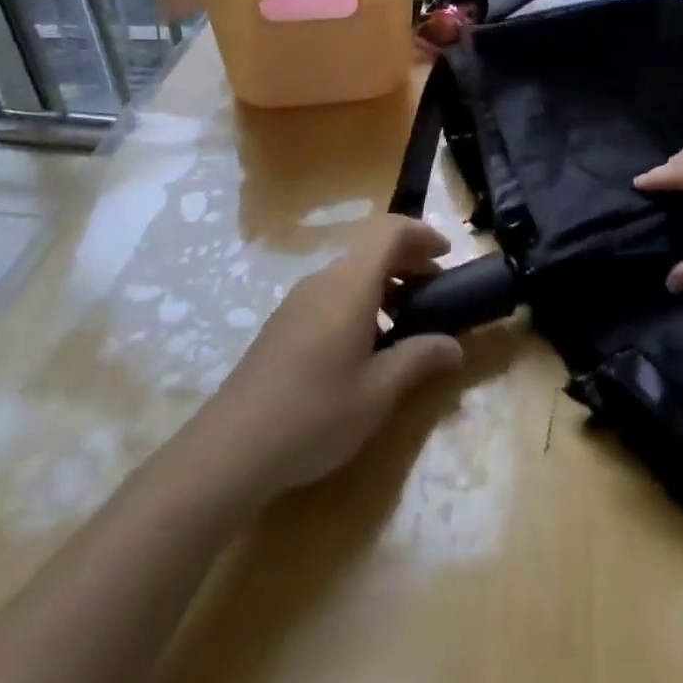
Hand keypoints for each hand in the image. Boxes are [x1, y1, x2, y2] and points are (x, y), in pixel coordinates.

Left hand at [196, 217, 463, 499]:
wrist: (229, 451)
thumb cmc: (315, 414)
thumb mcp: (379, 392)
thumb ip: (420, 359)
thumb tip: (454, 346)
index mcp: (350, 285)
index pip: (389, 231)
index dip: (422, 235)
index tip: (446, 257)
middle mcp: (323, 281)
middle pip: (371, 250)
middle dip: (408, 263)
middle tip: (434, 295)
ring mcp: (297, 302)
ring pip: (350, 274)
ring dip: (384, 285)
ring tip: (404, 326)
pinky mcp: (282, 325)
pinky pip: (331, 294)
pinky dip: (360, 303)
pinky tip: (364, 348)